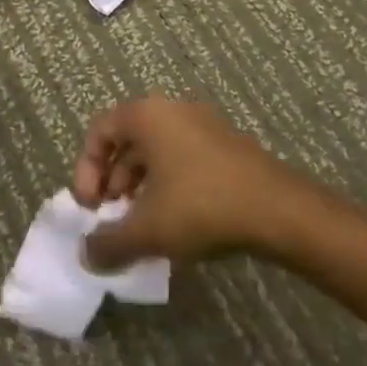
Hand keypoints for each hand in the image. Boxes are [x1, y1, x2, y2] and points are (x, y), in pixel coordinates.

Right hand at [71, 98, 321, 269]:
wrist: (282, 211)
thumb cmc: (202, 206)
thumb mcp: (148, 230)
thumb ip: (109, 242)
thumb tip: (85, 255)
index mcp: (147, 116)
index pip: (99, 131)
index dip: (86, 170)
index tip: (91, 207)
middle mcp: (173, 110)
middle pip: (127, 140)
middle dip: (112, 180)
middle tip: (112, 216)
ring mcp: (205, 125)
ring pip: (157, 151)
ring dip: (140, 185)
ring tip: (143, 223)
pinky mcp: (228, 145)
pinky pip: (183, 157)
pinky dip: (169, 184)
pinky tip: (177, 220)